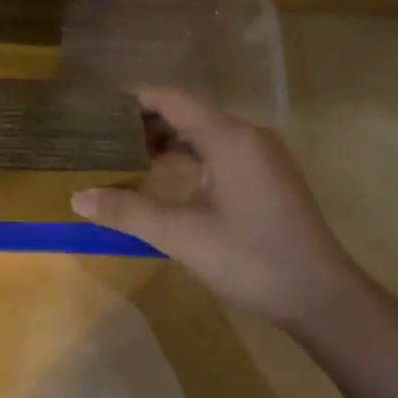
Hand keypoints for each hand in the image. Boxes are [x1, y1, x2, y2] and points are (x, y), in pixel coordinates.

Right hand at [72, 87, 360, 330]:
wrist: (320, 296)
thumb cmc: (250, 258)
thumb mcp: (180, 236)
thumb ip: (128, 211)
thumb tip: (78, 197)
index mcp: (229, 138)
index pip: (172, 100)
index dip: (133, 101)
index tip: (97, 111)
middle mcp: (249, 137)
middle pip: (188, 114)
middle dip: (145, 125)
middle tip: (104, 141)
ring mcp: (263, 157)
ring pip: (206, 135)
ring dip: (168, 144)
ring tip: (127, 160)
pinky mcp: (270, 178)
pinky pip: (221, 153)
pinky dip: (190, 159)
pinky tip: (168, 182)